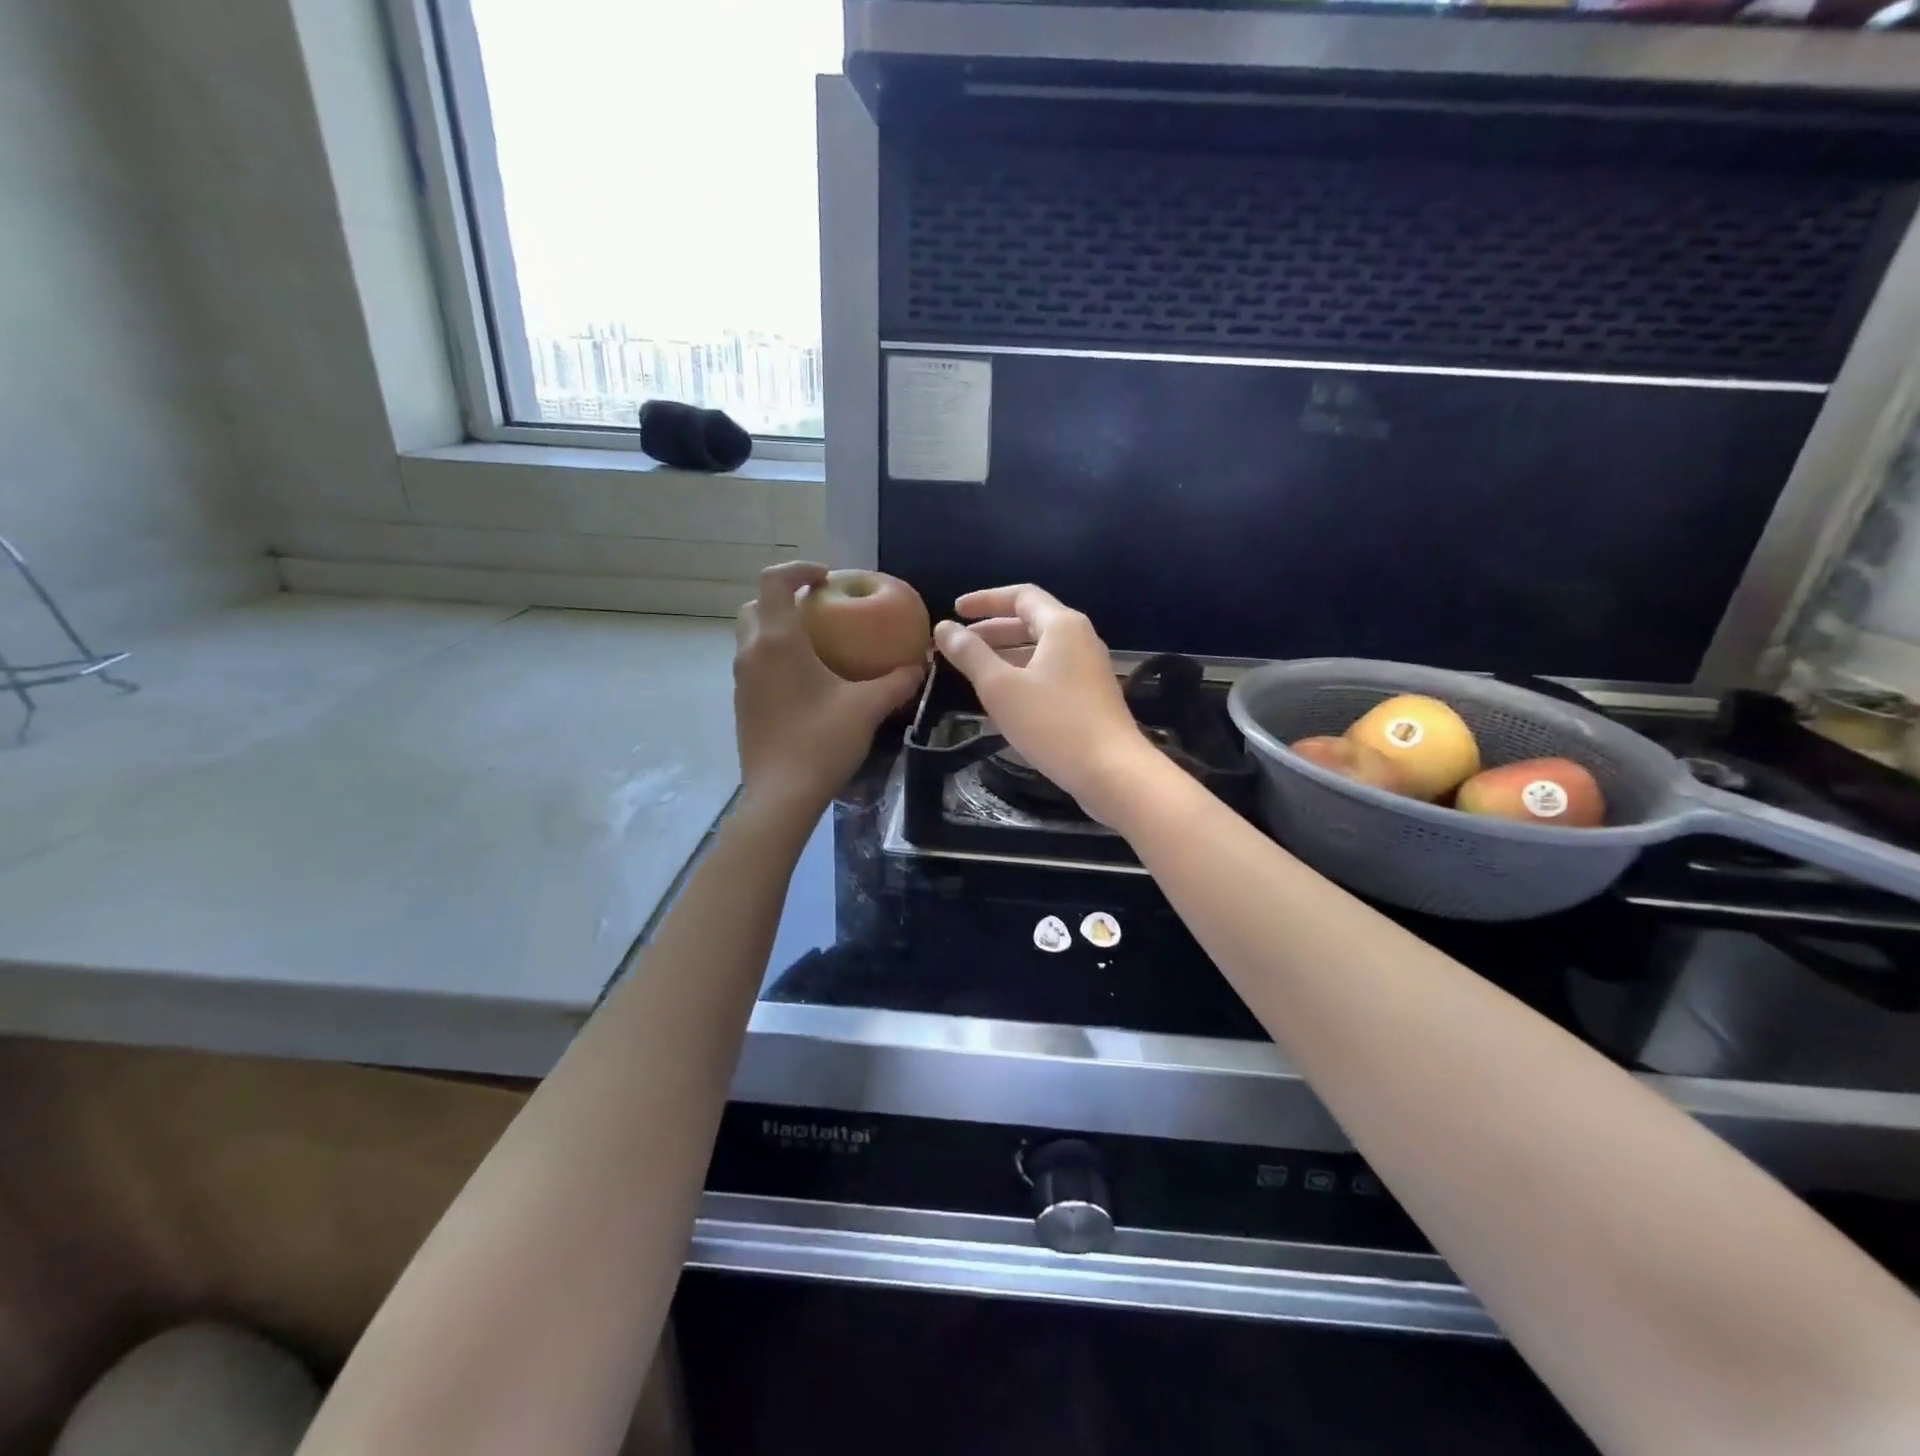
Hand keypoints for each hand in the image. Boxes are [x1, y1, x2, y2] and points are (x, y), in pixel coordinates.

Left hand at [734, 563, 923, 818]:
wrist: (781, 796)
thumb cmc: (822, 742)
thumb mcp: (867, 708)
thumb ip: (896, 682)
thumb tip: (920, 664)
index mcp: (778, 641)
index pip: (775, 581)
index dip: (799, 568)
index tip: (827, 577)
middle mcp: (751, 653)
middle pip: (756, 605)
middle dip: (784, 597)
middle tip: (818, 608)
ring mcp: (741, 680)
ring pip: (750, 636)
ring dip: (777, 627)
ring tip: (815, 642)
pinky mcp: (742, 703)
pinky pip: (753, 663)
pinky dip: (773, 655)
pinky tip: (805, 680)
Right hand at [934, 585, 1158, 826]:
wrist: (1112, 771)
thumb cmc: (1053, 723)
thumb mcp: (1001, 687)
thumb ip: (970, 654)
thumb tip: (944, 627)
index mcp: (1062, 626)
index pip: (1020, 595)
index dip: (985, 600)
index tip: (955, 610)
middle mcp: (1080, 638)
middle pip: (1032, 620)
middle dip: (993, 628)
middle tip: (960, 641)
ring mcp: (1089, 667)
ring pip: (1042, 648)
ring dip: (1007, 651)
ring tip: (975, 667)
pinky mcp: (1091, 694)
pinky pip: (1052, 670)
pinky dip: (1024, 671)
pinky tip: (1006, 695)